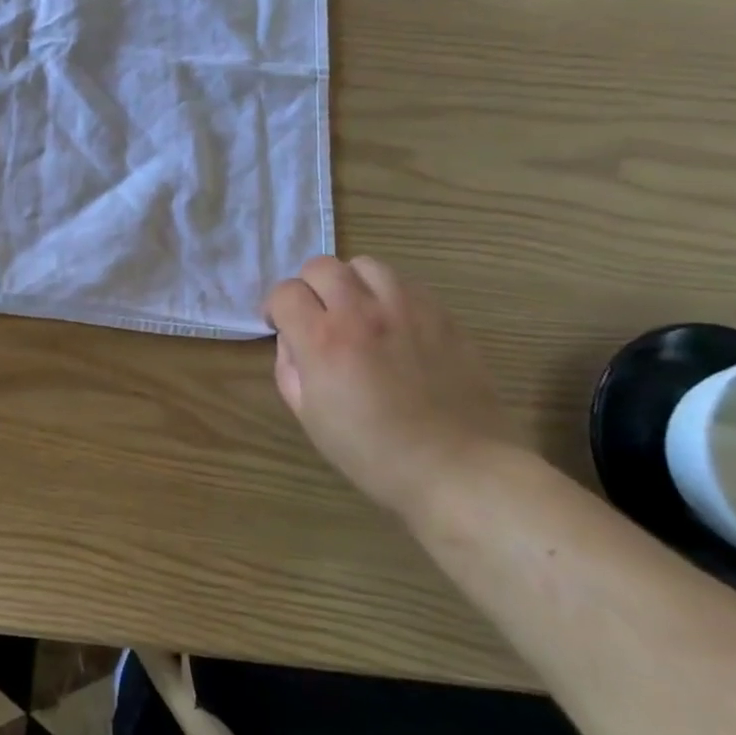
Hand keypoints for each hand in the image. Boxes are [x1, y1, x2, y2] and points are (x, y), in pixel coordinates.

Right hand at [265, 256, 511, 516]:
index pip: (285, 293)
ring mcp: (407, 309)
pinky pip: (405, 283)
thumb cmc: (374, 453)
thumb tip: (293, 339)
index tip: (282, 327)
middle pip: (321, 266)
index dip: (276, 309)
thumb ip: (290, 368)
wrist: (459, 469)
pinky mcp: (442, 315)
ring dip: (351, 283)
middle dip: (309, 288)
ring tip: (357, 312)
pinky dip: (388, 294)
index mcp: (323, 340)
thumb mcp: (310, 417)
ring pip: (365, 265)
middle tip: (317, 317)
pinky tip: (392, 323)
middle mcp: (362, 312)